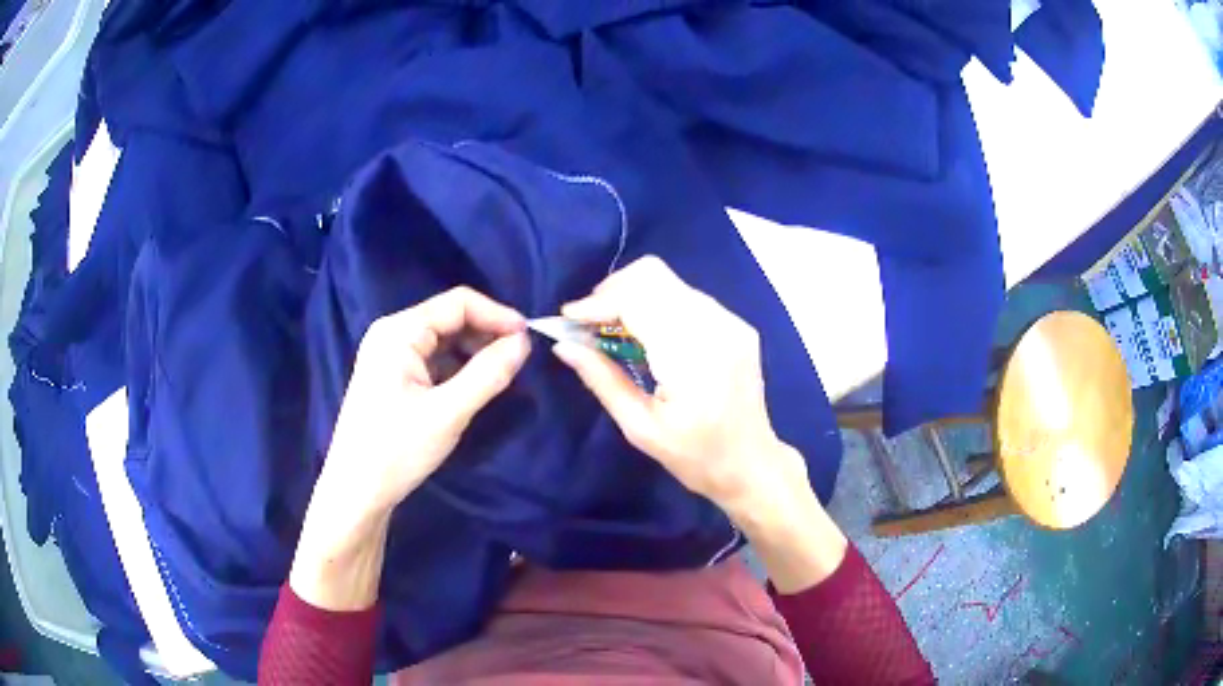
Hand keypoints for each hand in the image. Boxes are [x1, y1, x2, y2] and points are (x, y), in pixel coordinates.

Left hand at [320, 286, 529, 515]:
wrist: (356, 491)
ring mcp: (389, 355)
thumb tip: (524, 343)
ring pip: (443, 340)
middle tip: (519, 360)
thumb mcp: (448, 413)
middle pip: (450, 318)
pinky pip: (432, 359)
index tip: (529, 339)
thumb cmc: (397, 450)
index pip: (458, 303)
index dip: (497, 315)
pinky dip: (457, 367)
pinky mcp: (392, 376)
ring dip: (474, 352)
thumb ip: (488, 374)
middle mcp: (392, 333)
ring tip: (501, 375)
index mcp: (399, 332)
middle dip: (486, 334)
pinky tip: (474, 386)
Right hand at [553, 257, 845, 591]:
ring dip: (633, 296)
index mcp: (693, 356)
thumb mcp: (640, 428)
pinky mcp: (737, 325)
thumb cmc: (694, 456)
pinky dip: (657, 305)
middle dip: (612, 292)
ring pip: (669, 282)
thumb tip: (563, 345)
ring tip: (613, 330)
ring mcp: (732, 322)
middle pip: (653, 275)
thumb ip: (602, 380)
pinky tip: (646, 335)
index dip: (598, 302)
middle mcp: (717, 326)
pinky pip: (687, 297)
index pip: (639, 299)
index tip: (568, 320)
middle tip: (589, 324)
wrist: (751, 464)